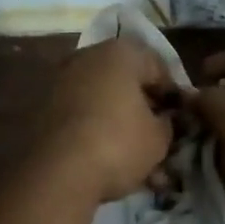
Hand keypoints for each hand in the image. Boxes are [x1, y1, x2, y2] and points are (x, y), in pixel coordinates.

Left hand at [33, 37, 176, 202]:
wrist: (57, 171)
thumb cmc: (118, 143)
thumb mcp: (158, 138)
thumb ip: (167, 123)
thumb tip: (164, 120)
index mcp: (120, 52)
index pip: (158, 67)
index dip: (172, 96)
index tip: (179, 122)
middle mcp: (89, 56)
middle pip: (127, 81)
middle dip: (144, 111)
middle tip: (158, 140)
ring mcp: (64, 79)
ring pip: (104, 101)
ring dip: (122, 126)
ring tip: (137, 164)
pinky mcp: (45, 104)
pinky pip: (82, 113)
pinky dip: (97, 132)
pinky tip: (109, 163)